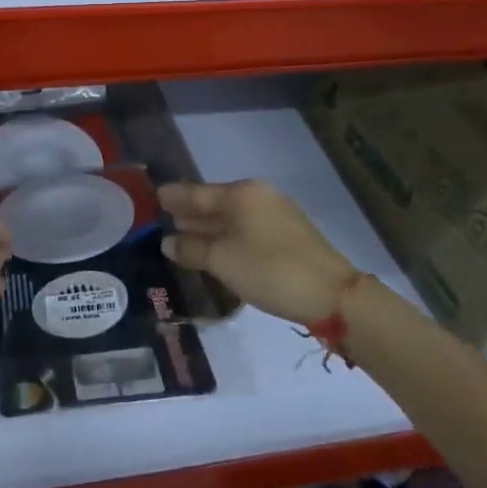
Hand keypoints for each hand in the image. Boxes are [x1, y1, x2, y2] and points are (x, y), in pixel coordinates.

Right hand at [160, 180, 358, 326]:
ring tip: (183, 236)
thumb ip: (191, 248)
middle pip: (215, 203)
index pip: (196, 192)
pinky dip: (227, 237)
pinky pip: (246, 229)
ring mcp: (276, 215)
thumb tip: (168, 241)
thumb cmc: (269, 269)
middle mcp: (258, 196)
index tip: (153, 196)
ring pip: (232, 218)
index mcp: (240, 193)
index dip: (174, 196)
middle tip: (163, 219)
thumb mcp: (222, 260)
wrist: (333, 295)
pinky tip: (216, 250)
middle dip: (190, 212)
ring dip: (208, 228)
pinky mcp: (288, 236)